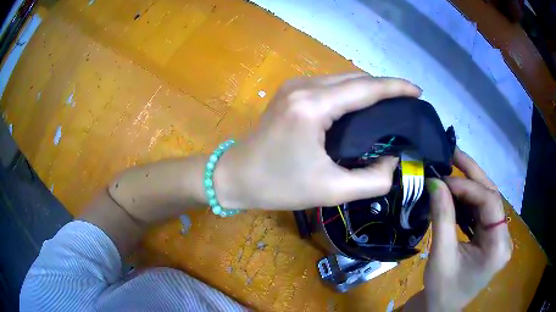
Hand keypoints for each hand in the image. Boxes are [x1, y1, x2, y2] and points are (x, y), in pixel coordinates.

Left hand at [215, 73, 420, 209]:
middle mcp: (304, 87)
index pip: (366, 88)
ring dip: (368, 89)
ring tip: (391, 106)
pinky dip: (351, 93)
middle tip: (408, 103)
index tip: (418, 91)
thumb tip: (394, 161)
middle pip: (355, 79)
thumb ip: (372, 180)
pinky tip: (362, 106)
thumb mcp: (331, 190)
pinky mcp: (290, 92)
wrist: (234, 176)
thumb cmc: (278, 186)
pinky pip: (330, 86)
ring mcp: (294, 86)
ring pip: (343, 79)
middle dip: (385, 87)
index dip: (396, 87)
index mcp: (313, 106)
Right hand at [421, 148, 511, 310]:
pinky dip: (468, 199)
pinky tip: (456, 192)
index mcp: (498, 247)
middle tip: (453, 154)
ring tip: (452, 167)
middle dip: (472, 175)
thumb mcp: (441, 256)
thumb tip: (435, 182)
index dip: (468, 186)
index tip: (443, 179)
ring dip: (470, 185)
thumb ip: (442, 217)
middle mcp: (504, 238)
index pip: (490, 203)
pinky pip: (482, 212)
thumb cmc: (441, 290)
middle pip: (492, 197)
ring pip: (488, 201)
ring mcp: (499, 237)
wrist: (441, 309)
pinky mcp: (491, 238)